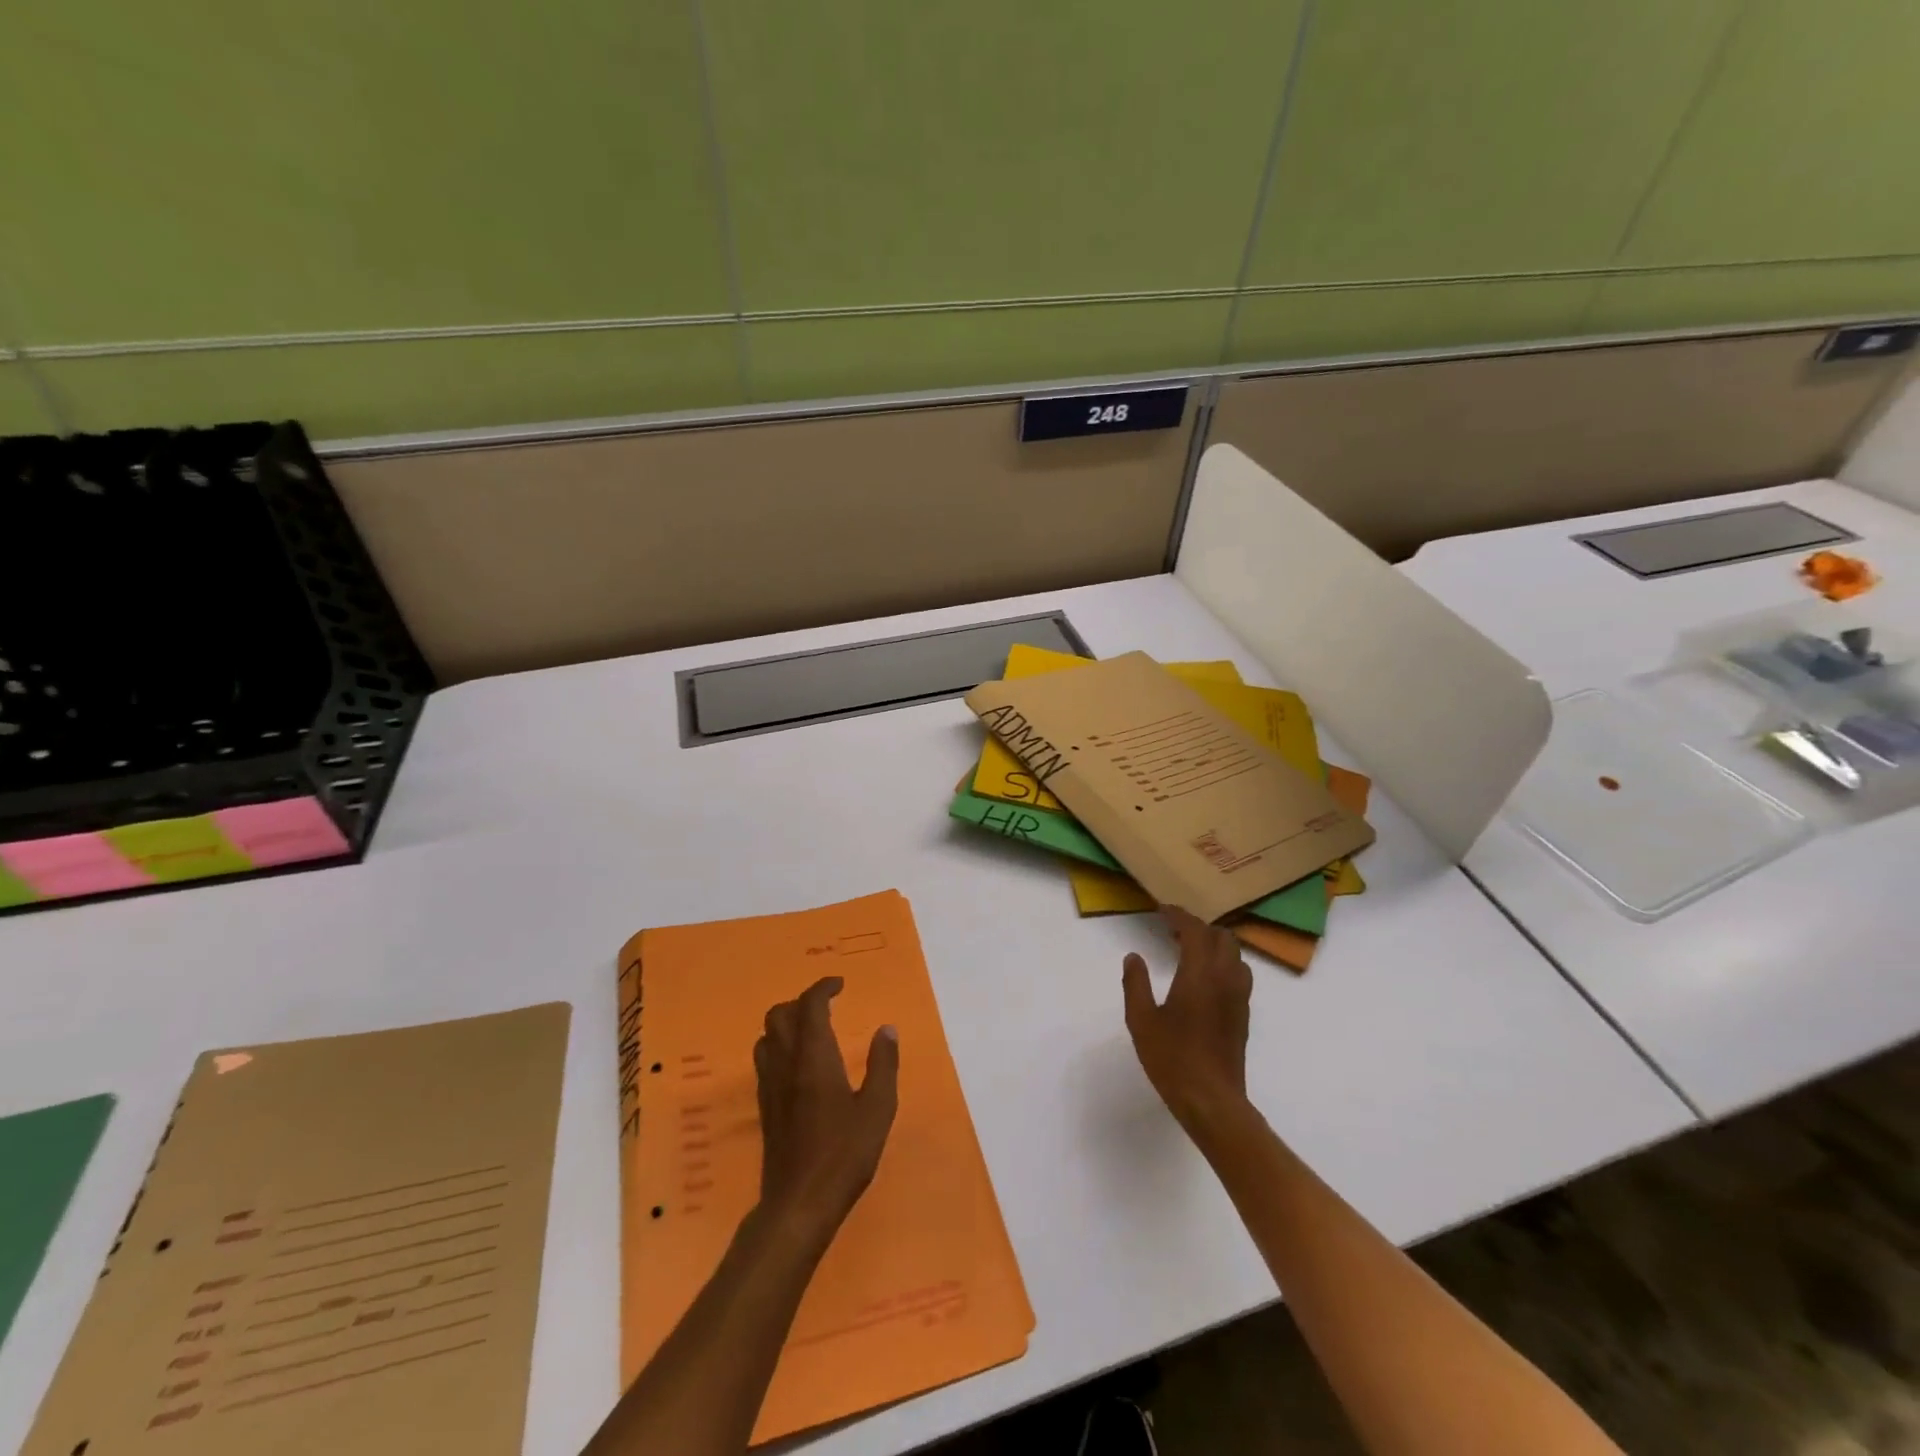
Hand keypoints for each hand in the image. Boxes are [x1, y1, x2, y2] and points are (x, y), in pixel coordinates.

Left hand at [754, 977, 898, 1244]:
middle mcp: (786, 1063)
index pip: (809, 1006)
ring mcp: (770, 1086)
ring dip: (786, 1023)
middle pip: (778, 1014)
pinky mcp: (765, 1107)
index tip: (840, 985)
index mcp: (814, 1057)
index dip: (822, 988)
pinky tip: (800, 1065)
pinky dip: (780, 1046)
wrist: (799, 1204)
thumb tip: (886, 1029)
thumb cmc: (844, 1154)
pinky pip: (765, 1060)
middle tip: (827, 1007)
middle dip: (801, 1002)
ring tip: (812, 1031)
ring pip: (767, 1036)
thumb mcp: (877, 1109)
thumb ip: (883, 1065)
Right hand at [1122, 907, 1253, 1135]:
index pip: (1195, 931)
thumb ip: (1135, 984)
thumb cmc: (1172, 1059)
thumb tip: (1133, 957)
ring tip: (1189, 952)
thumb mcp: (1141, 1020)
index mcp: (1200, 974)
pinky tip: (1203, 979)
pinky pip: (1239, 974)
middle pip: (1222, 937)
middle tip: (1174, 932)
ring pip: (1235, 955)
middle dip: (1199, 928)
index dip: (1179, 916)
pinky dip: (1222, 963)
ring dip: (1214, 945)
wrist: (1212, 1101)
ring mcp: (1239, 998)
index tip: (1162, 910)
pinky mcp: (1243, 1015)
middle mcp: (1225, 979)